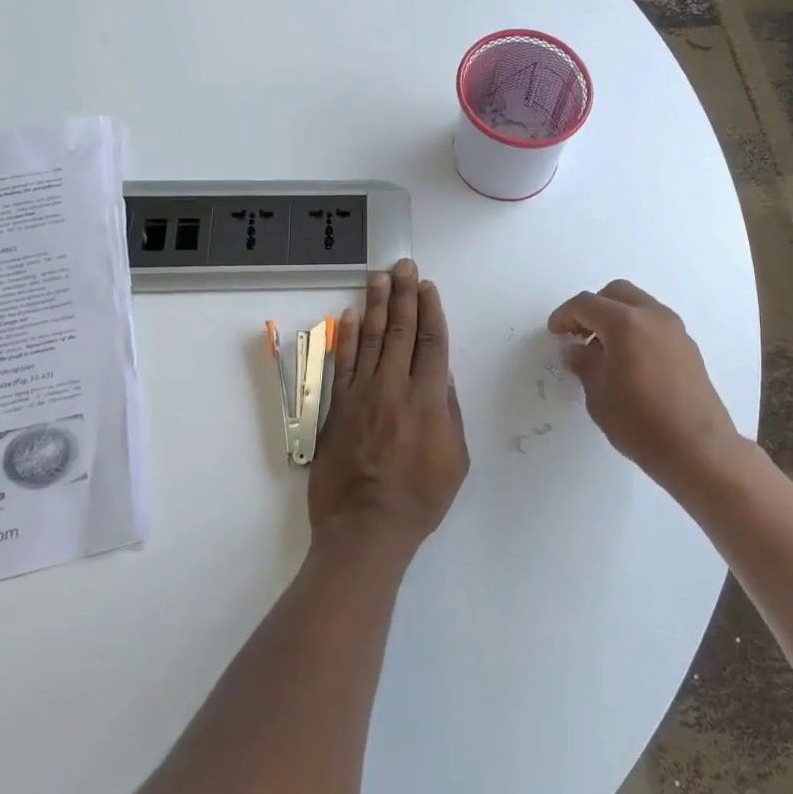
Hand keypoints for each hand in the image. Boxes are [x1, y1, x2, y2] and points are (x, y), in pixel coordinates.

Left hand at [310, 260, 469, 551]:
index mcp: (428, 399)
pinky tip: (352, 315)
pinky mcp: (337, 408)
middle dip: (404, 295)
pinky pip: (342, 364)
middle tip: (403, 265)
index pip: (431, 342)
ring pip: (372, 339)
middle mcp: (394, 387)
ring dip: (377, 305)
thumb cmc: (420, 498)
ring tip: (379, 277)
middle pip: (401, 331)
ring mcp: (362, 395)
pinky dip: (347, 337)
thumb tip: (442, 375)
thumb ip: (450, 412)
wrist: (365, 527)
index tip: (428, 286)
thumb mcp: (455, 459)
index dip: (430, 310)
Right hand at [547, 280, 744, 491]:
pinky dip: (636, 329)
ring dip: (616, 317)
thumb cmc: (640, 423)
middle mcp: (653, 316)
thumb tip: (575, 350)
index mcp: (626, 323)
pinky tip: (629, 361)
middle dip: (593, 308)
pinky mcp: (688, 346)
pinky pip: (654, 323)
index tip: (555, 333)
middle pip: (615, 293)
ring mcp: (675, 329)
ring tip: (603, 351)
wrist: (697, 449)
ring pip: (638, 305)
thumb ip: (584, 364)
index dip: (565, 316)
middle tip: (578, 335)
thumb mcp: (599, 394)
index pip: (586, 304)